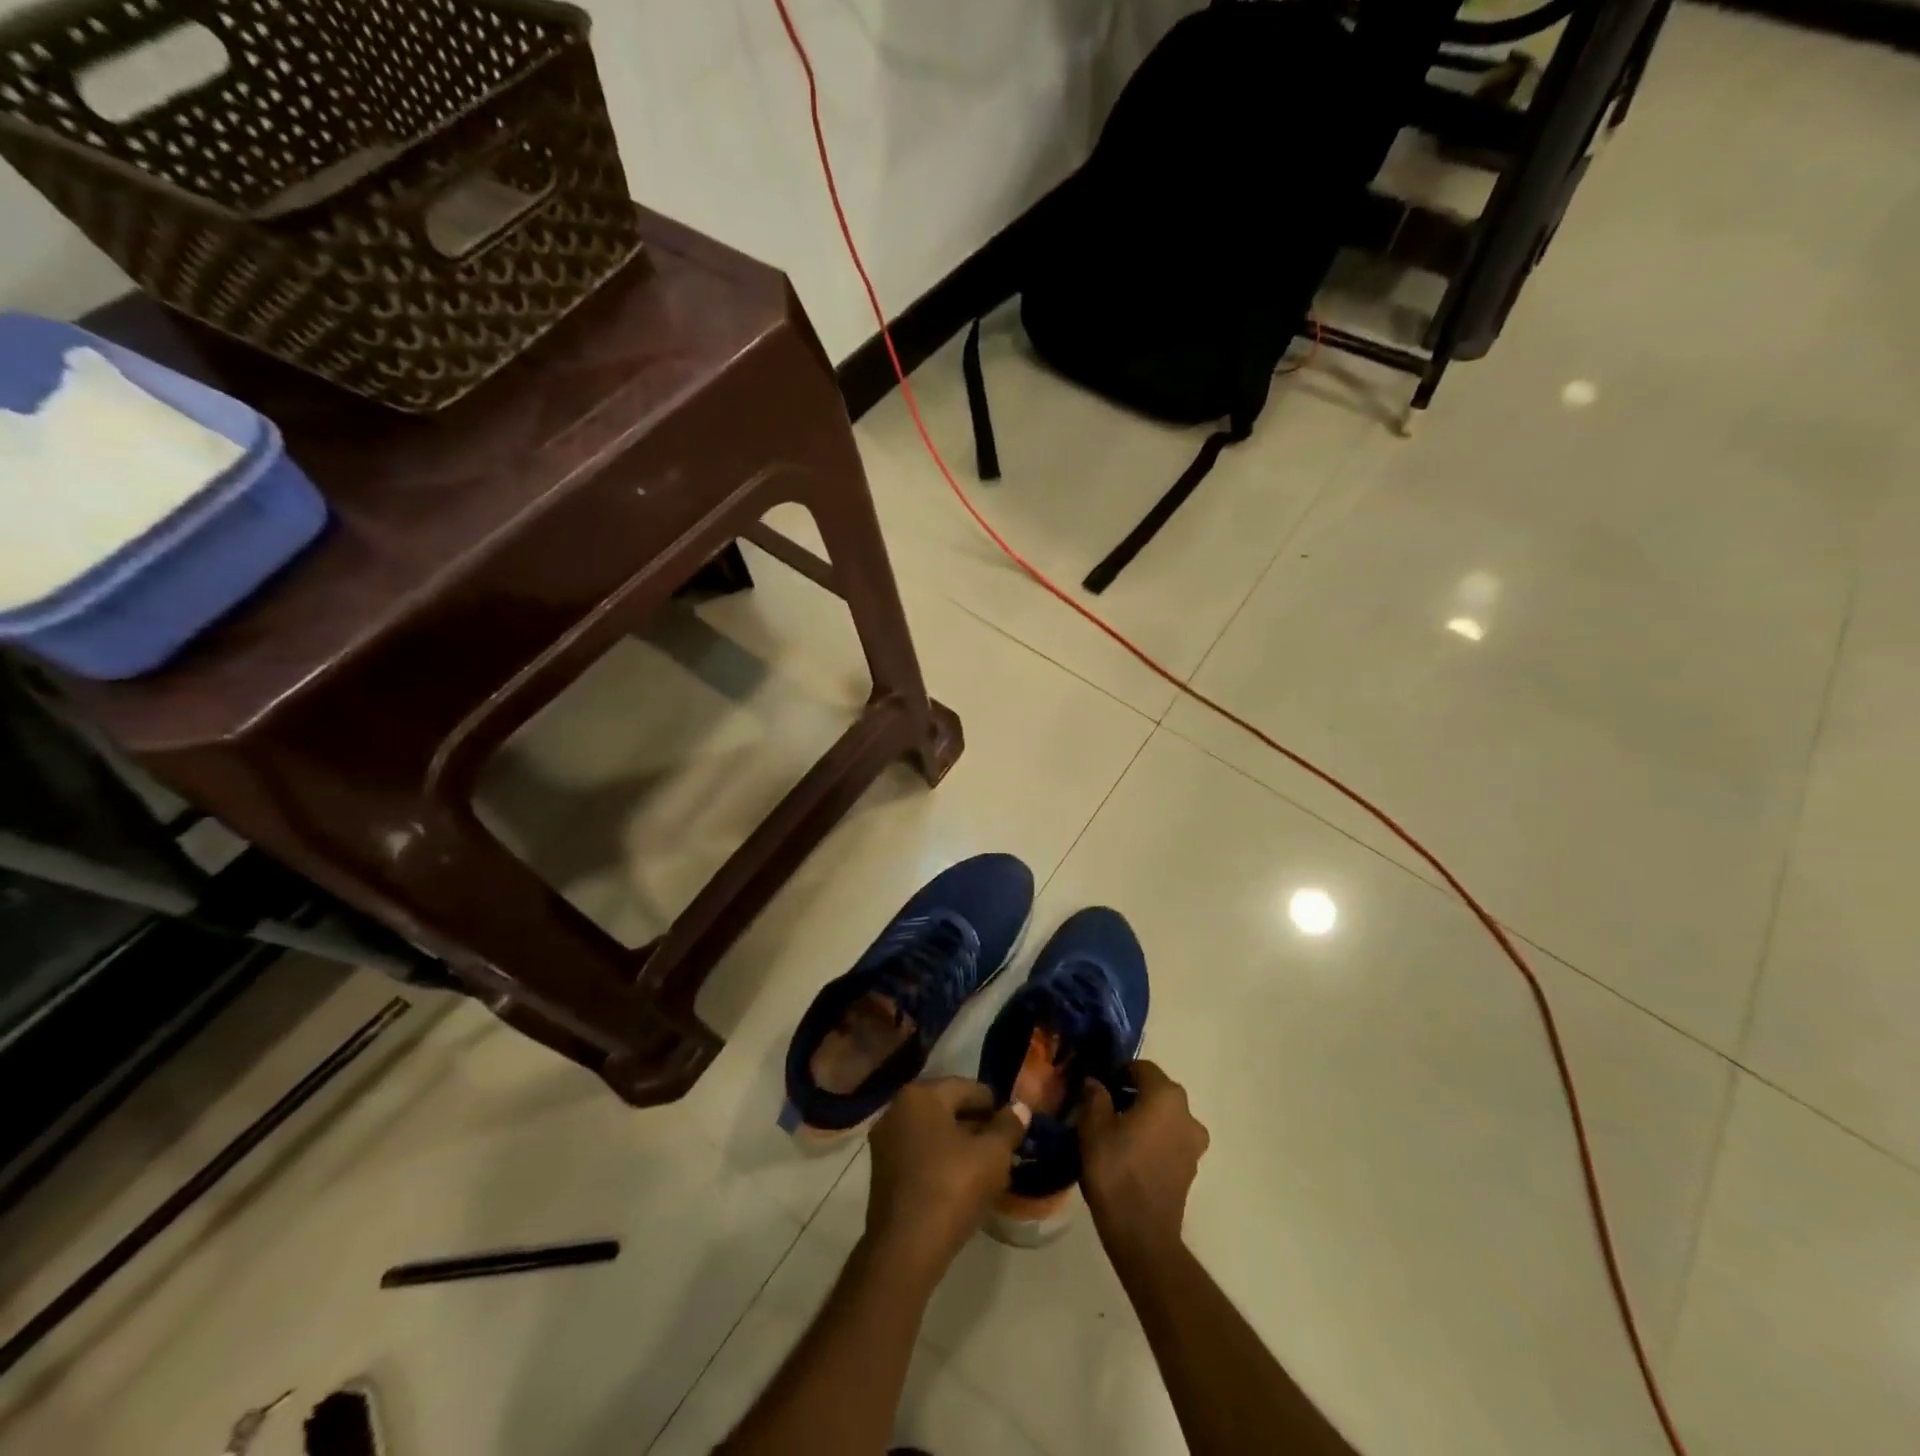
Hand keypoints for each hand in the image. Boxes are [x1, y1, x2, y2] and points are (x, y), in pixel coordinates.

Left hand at [865, 1077, 1030, 1276]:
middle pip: (947, 1107)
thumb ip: (1008, 1126)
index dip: (994, 1106)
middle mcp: (897, 1108)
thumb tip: (1020, 1107)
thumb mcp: (993, 1155)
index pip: (967, 1087)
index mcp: (921, 1094)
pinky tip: (959, 1181)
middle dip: (975, 1124)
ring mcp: (885, 1140)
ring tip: (984, 1166)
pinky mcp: (881, 1170)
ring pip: (932, 1131)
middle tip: (1001, 1147)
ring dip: (958, 1143)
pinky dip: (939, 1159)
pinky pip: (918, 1152)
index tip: (1012, 1128)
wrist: (906, 1249)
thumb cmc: (952, 1189)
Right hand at [1078, 1060, 1209, 1257]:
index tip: (1099, 1087)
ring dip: (1145, 1117)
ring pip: (1165, 1116)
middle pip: (1156, 1091)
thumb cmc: (1116, 1171)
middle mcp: (1187, 1113)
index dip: (1118, 1073)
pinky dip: (1154, 1139)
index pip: (1141, 1068)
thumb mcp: (1093, 1127)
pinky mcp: (1192, 1167)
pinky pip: (1171, 1139)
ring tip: (1117, 1134)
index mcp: (1165, 1096)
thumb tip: (1096, 1082)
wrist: (1142, 1234)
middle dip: (1132, 1094)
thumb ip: (1095, 1096)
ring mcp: (1194, 1142)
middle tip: (1105, 1109)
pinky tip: (1132, 1154)